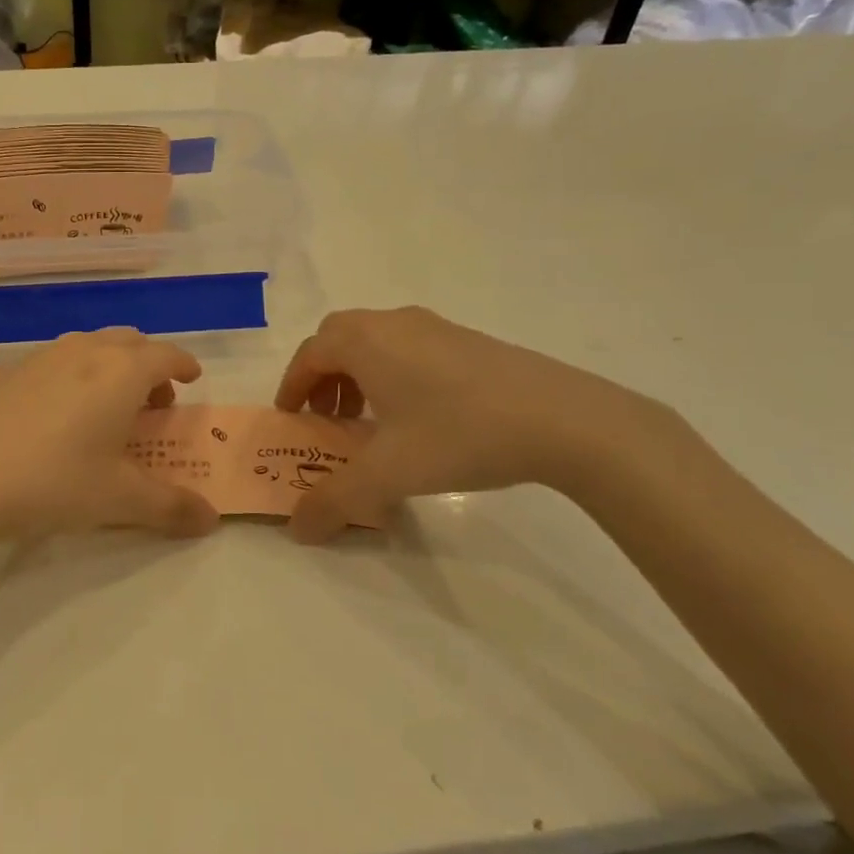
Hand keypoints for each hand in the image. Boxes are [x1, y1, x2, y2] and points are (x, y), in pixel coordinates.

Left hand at [0, 329, 218, 546]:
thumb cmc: (55, 482)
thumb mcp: (120, 499)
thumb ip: (172, 507)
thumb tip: (211, 521)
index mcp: (122, 372)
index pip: (166, 355)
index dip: (184, 365)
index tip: (192, 379)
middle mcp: (85, 351)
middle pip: (130, 342)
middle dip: (150, 365)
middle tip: (153, 403)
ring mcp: (43, 356)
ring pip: (91, 346)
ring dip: (112, 366)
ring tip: (108, 407)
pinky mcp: (10, 371)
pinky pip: (58, 359)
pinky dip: (76, 373)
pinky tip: (60, 414)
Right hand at [274, 307, 656, 542]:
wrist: (563, 419)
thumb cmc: (458, 434)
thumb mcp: (387, 475)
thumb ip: (335, 502)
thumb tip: (297, 529)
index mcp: (365, 342)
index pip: (310, 355)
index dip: (292, 386)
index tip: (291, 418)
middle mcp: (393, 323)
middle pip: (339, 338)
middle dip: (323, 376)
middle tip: (327, 418)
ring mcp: (435, 327)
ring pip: (376, 341)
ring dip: (358, 374)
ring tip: (369, 420)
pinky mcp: (468, 340)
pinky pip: (409, 348)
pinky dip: (392, 373)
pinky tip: (417, 416)